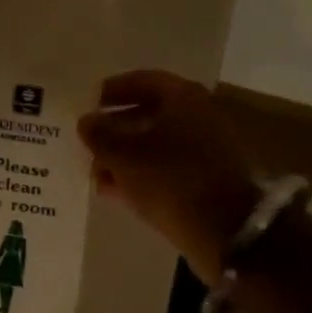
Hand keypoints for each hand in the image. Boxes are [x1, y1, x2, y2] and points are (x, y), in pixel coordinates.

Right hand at [78, 70, 257, 283]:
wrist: (225, 231)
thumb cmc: (170, 179)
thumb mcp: (124, 155)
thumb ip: (100, 135)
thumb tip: (86, 121)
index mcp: (183, 98)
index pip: (142, 81)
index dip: (112, 90)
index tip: (88, 104)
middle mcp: (198, 116)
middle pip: (148, 113)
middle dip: (115, 129)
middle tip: (88, 143)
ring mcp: (205, 149)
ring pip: (156, 144)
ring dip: (124, 156)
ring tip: (95, 174)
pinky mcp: (206, 179)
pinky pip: (167, 168)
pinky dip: (141, 174)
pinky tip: (115, 191)